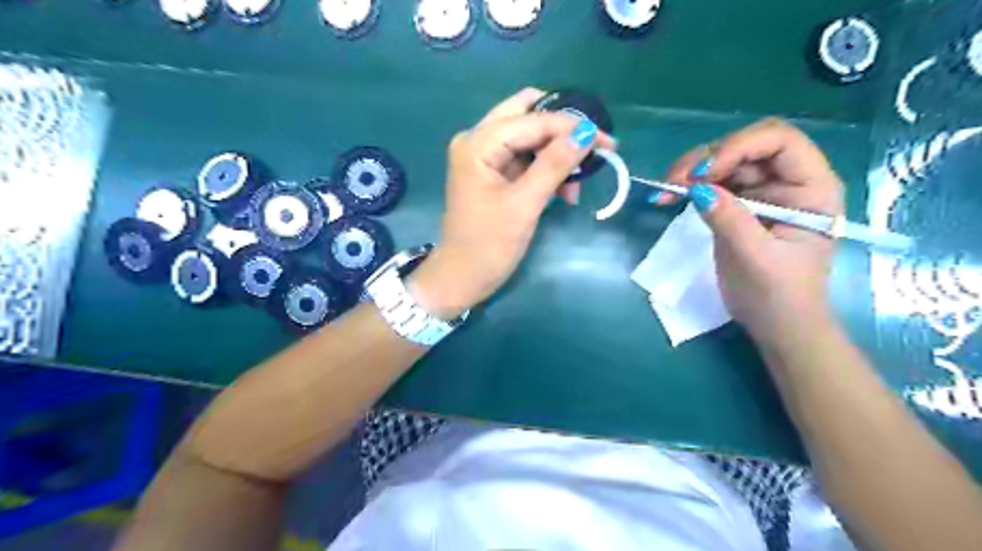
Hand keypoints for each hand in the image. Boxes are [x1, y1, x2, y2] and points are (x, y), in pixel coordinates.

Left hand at [409, 88, 611, 320]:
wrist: (463, 278)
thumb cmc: (489, 245)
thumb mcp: (524, 204)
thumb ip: (554, 165)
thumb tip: (587, 132)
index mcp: (478, 143)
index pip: (532, 120)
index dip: (570, 127)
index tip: (607, 141)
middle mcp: (478, 140)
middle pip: (528, 116)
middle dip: (563, 132)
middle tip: (593, 149)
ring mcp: (484, 156)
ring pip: (529, 137)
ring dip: (556, 154)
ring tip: (576, 184)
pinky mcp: (493, 173)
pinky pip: (525, 158)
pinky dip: (546, 169)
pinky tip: (564, 190)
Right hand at [663, 119, 848, 344]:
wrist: (777, 325)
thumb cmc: (778, 296)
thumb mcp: (755, 258)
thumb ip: (730, 220)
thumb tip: (696, 189)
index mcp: (811, 188)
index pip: (779, 141)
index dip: (739, 147)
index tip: (702, 175)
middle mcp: (788, 180)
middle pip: (747, 146)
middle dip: (708, 158)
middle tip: (675, 182)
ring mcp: (763, 191)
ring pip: (724, 161)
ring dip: (692, 170)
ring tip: (667, 189)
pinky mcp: (740, 205)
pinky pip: (712, 183)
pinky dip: (689, 186)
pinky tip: (670, 196)